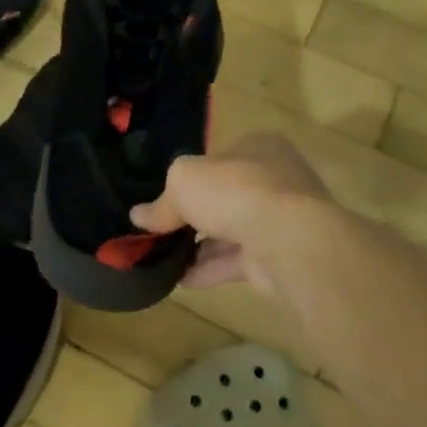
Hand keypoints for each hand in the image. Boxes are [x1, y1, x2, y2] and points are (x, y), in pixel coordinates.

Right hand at [130, 133, 326, 292]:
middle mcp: (274, 179)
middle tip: (160, 229)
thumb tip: (138, 216)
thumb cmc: (235, 191)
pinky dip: (209, 270)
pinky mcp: (279, 256)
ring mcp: (280, 220)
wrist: (288, 239)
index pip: (218, 158)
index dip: (190, 175)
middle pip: (224, 196)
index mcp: (258, 147)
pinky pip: (236, 262)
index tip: (164, 195)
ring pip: (231, 231)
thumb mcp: (183, 182)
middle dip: (194, 214)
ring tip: (163, 257)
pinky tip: (180, 280)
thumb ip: (161, 201)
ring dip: (199, 246)